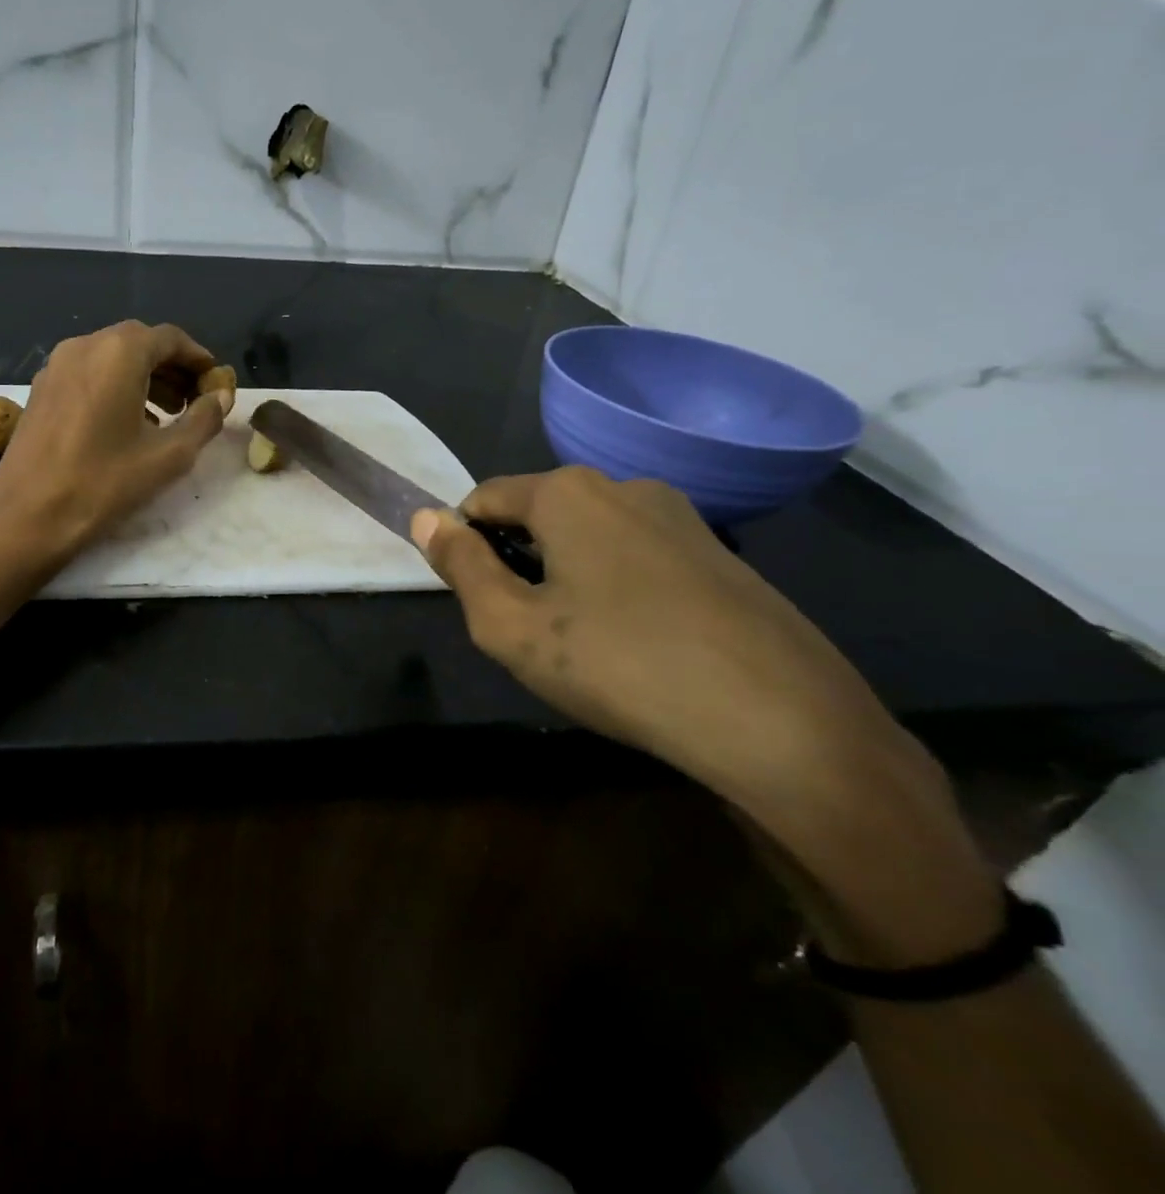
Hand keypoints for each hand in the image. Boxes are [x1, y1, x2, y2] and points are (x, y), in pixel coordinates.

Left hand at [0, 320, 228, 559]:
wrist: (27, 516)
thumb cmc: (103, 483)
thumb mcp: (169, 456)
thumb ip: (204, 420)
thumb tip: (221, 397)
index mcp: (118, 352)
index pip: (170, 339)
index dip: (199, 359)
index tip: (216, 384)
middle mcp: (84, 346)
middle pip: (139, 344)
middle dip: (172, 369)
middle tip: (194, 401)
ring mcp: (56, 366)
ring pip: (111, 358)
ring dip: (144, 378)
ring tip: (166, 415)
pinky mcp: (40, 389)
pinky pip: (88, 374)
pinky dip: (115, 386)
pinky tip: (126, 423)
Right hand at [413, 468, 896, 786]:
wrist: (784, 724)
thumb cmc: (620, 666)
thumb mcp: (511, 626)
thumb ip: (460, 566)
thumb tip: (425, 517)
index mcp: (567, 492)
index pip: (483, 500)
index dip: (465, 547)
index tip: (480, 603)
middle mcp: (624, 485)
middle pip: (538, 515)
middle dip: (519, 562)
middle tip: (532, 633)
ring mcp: (682, 517)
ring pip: (590, 537)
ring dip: (567, 576)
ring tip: (586, 645)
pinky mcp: (721, 555)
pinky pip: (639, 557)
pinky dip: (618, 588)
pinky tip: (641, 645)